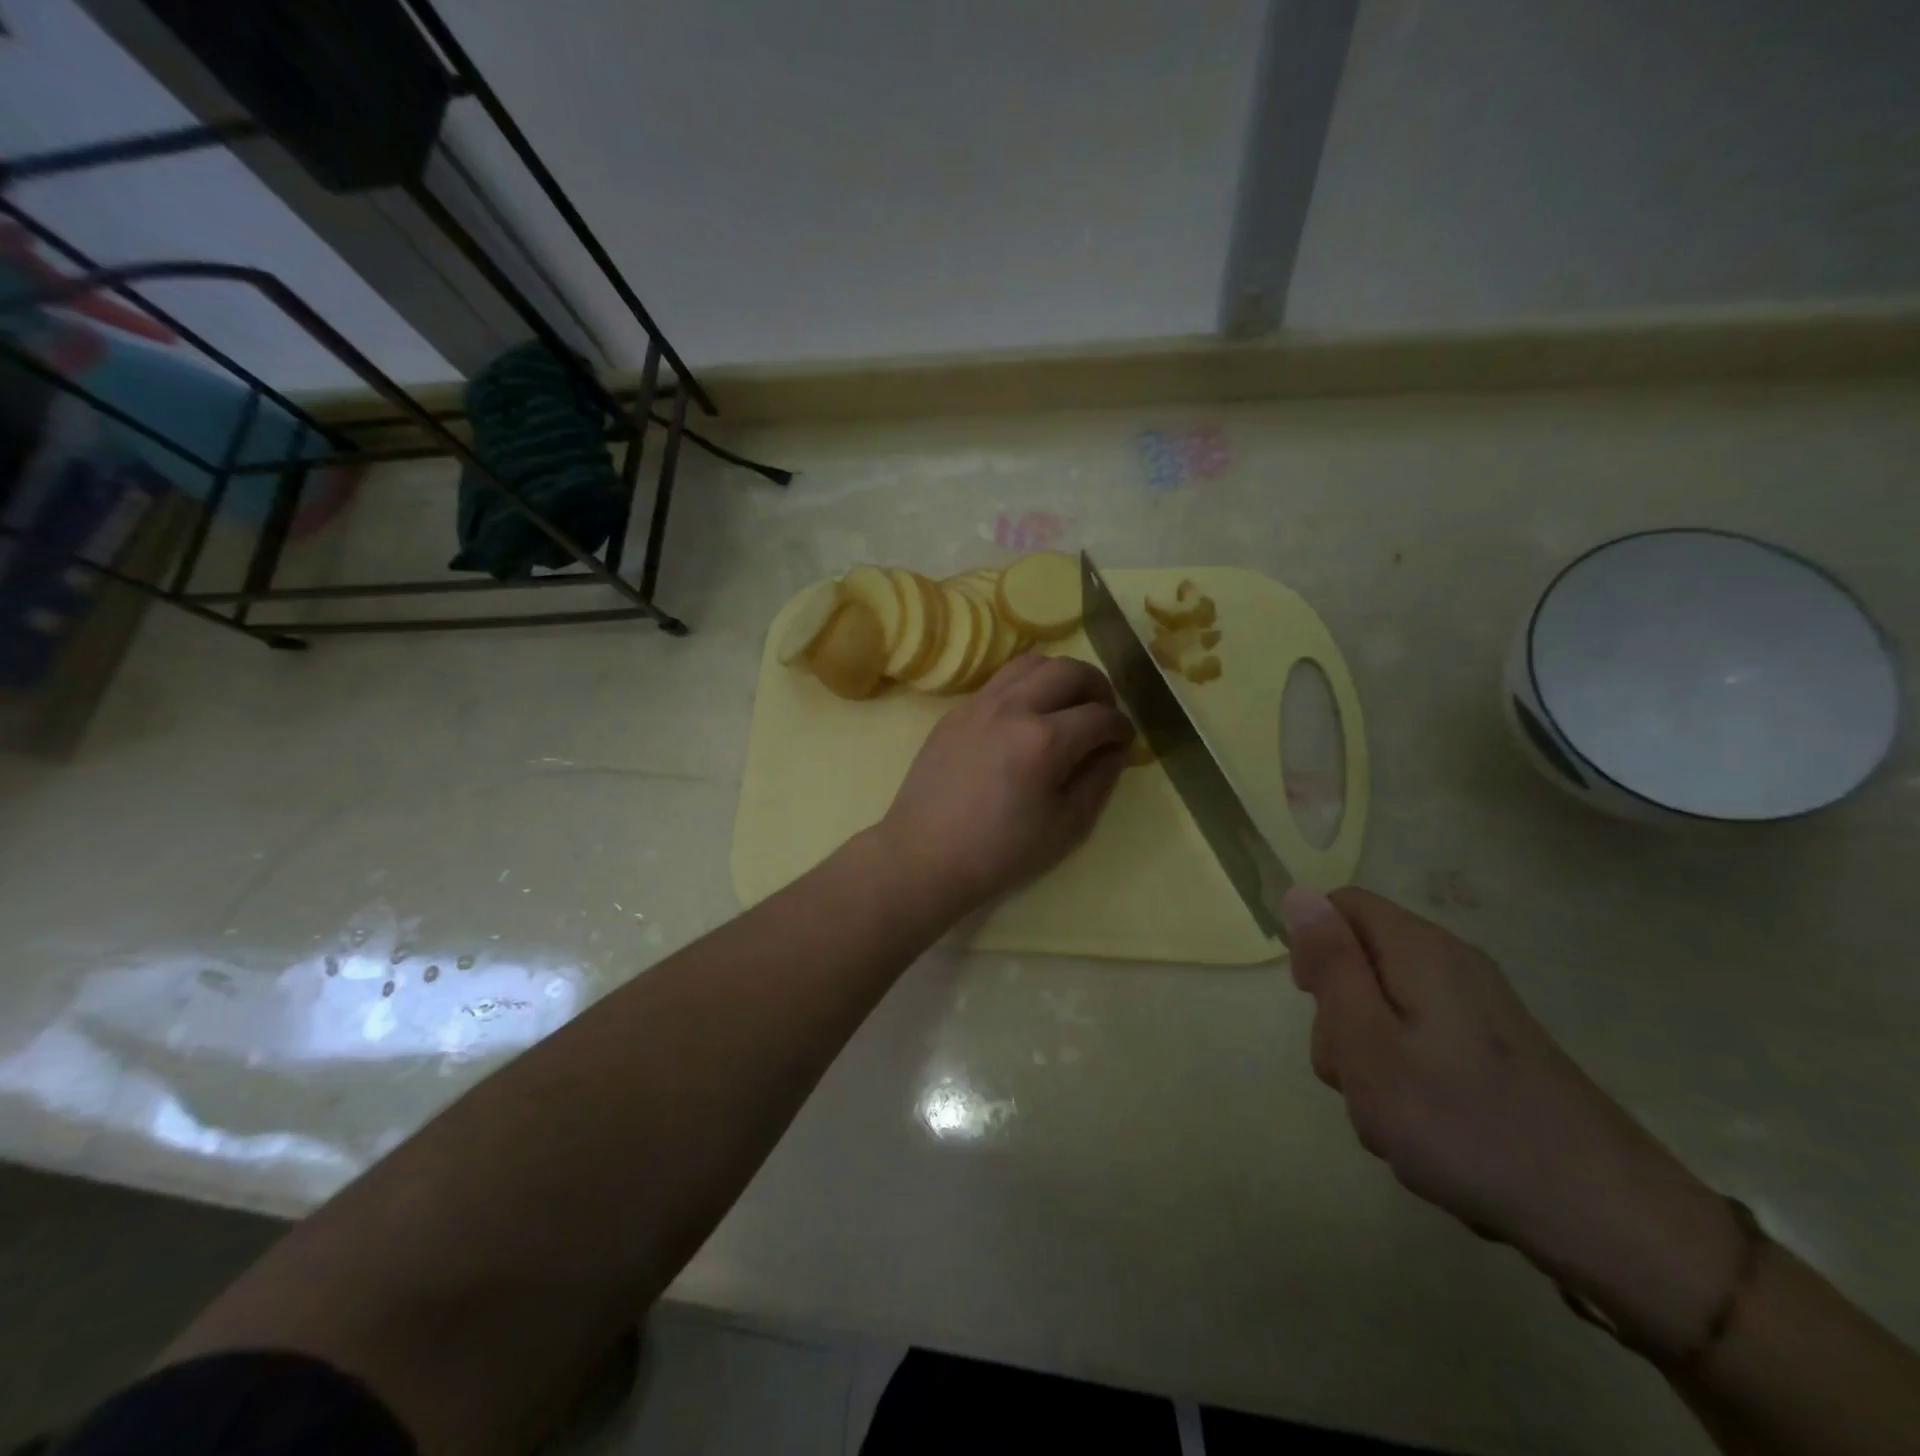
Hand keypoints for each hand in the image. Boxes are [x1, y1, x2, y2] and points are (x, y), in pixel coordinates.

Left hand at [875, 654, 1132, 922]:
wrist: (924, 856)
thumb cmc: (1000, 852)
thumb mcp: (1066, 826)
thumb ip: (1099, 779)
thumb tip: (1116, 749)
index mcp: (1044, 740)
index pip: (1100, 716)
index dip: (1121, 727)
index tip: (1124, 741)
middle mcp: (1013, 708)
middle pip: (1068, 670)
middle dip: (1097, 686)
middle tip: (1102, 713)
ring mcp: (979, 704)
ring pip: (1030, 663)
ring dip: (1059, 676)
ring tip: (1066, 706)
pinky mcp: (956, 711)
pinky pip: (1000, 681)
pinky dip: (1025, 687)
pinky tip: (1026, 718)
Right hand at [1284, 888, 1745, 1356]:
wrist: (1611, 1223)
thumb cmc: (1465, 1124)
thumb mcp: (1369, 1043)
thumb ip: (1331, 964)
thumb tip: (1299, 892)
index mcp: (1421, 951)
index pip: (1341, 905)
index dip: (1312, 945)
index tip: (1312, 1003)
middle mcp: (1452, 967)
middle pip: (1362, 964)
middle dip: (1340, 1021)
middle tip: (1358, 1079)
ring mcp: (1479, 1013)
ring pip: (1387, 1015)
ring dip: (1371, 1065)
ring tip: (1396, 1122)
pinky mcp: (1496, 1055)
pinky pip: (1423, 1050)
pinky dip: (1409, 1087)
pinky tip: (1430, 1138)